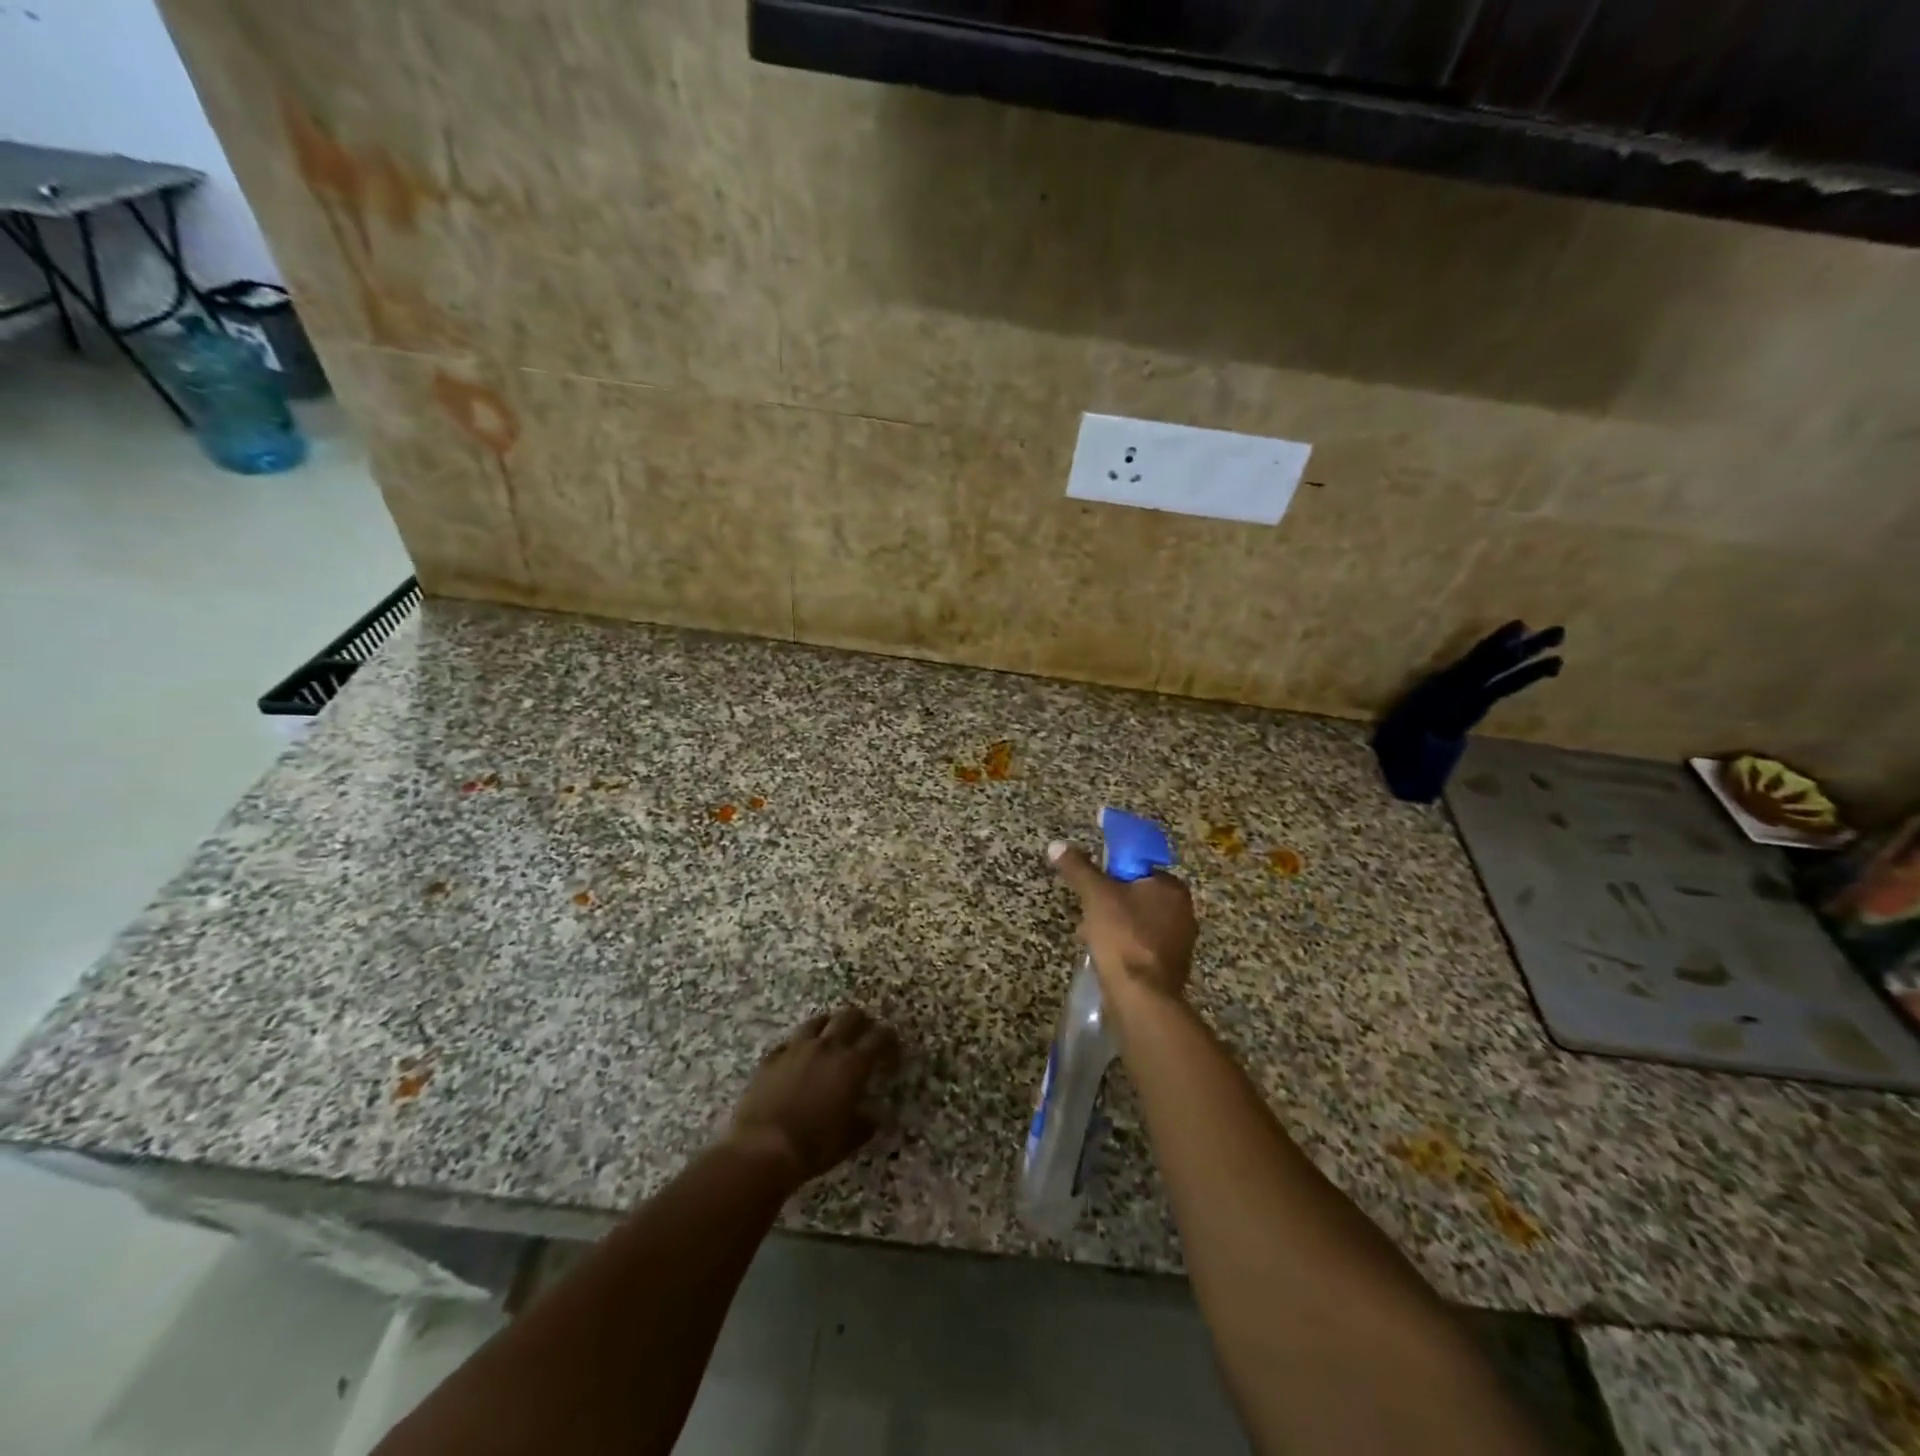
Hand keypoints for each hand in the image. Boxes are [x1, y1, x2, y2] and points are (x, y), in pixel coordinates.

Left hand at [728, 1006, 898, 1184]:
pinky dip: (797, 1047)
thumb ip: (864, 1123)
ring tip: (830, 1036)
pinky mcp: (772, 1057)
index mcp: (852, 1064)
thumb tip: (873, 1117)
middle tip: (864, 1032)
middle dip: (861, 1021)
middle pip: (850, 1017)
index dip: (889, 1039)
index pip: (879, 1038)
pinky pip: (789, 1042)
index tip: (891, 1047)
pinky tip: (796, 1057)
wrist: (761, 1149)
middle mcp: (827, 1047)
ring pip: (817, 1021)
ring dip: (828, 1026)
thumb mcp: (848, 1140)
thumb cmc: (813, 1147)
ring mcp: (796, 1048)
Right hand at [1048, 840, 1196, 1003]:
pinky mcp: (1170, 967)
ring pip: (1137, 922)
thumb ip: (1078, 868)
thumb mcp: (1096, 895)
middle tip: (1087, 912)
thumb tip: (1057, 845)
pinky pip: (1141, 946)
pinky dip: (1123, 946)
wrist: (1142, 997)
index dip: (1112, 874)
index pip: (1138, 868)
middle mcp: (1183, 911)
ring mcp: (1179, 942)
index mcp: (1172, 888)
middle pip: (1136, 895)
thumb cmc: (1123, 936)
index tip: (1093, 886)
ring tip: (1090, 936)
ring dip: (1114, 925)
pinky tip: (1104, 956)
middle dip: (1109, 903)